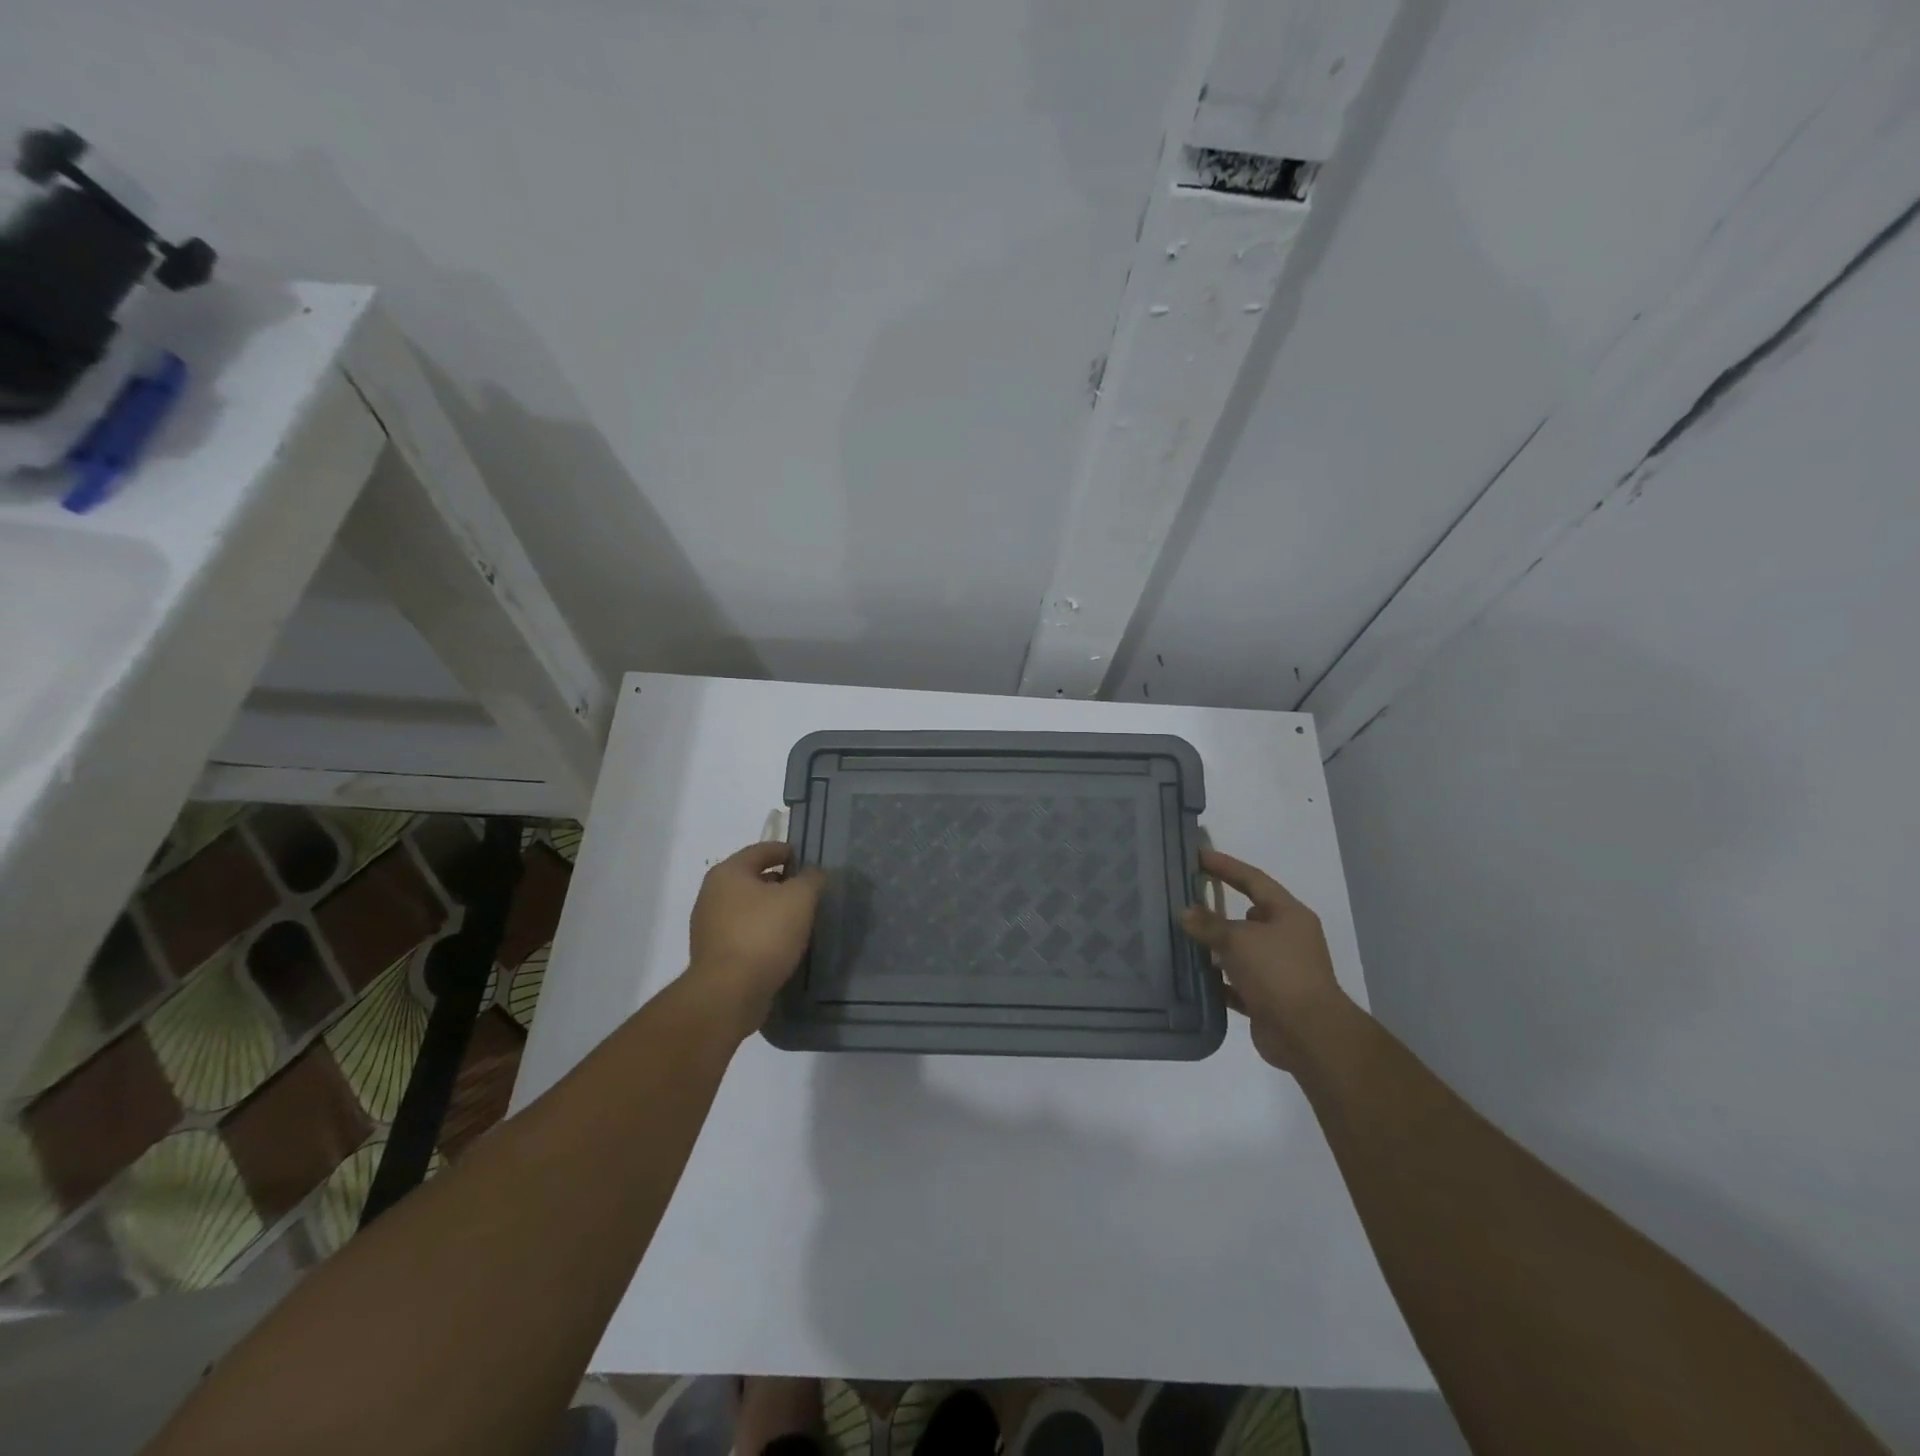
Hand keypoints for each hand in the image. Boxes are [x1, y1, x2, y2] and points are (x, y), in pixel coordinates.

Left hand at [686, 842, 825, 1039]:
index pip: (761, 850)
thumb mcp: (799, 898)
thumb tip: (813, 874)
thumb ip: (811, 879)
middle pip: (752, 879)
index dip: (786, 851)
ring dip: (771, 910)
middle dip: (780, 882)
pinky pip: (743, 933)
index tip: (807, 859)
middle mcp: (712, 894)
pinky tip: (781, 944)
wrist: (729, 993)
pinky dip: (762, 933)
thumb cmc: (764, 934)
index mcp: (728, 873)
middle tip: (807, 891)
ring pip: (747, 908)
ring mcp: (709, 926)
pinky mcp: (713, 954)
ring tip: (798, 919)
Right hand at [1182, 848, 1349, 1071]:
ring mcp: (1279, 970)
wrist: (1307, 1035)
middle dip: (1218, 908)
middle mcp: (1287, 938)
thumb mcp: (1239, 939)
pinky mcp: (1268, 998)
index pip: (1254, 880)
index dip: (1226, 866)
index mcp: (1289, 915)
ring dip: (1215, 945)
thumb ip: (1209, 924)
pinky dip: (1218, 979)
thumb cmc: (1277, 973)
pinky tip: (1193, 975)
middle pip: (1248, 915)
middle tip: (1186, 897)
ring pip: (1241, 950)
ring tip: (1182, 936)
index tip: (1198, 855)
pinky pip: (1236, 981)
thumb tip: (1186, 912)